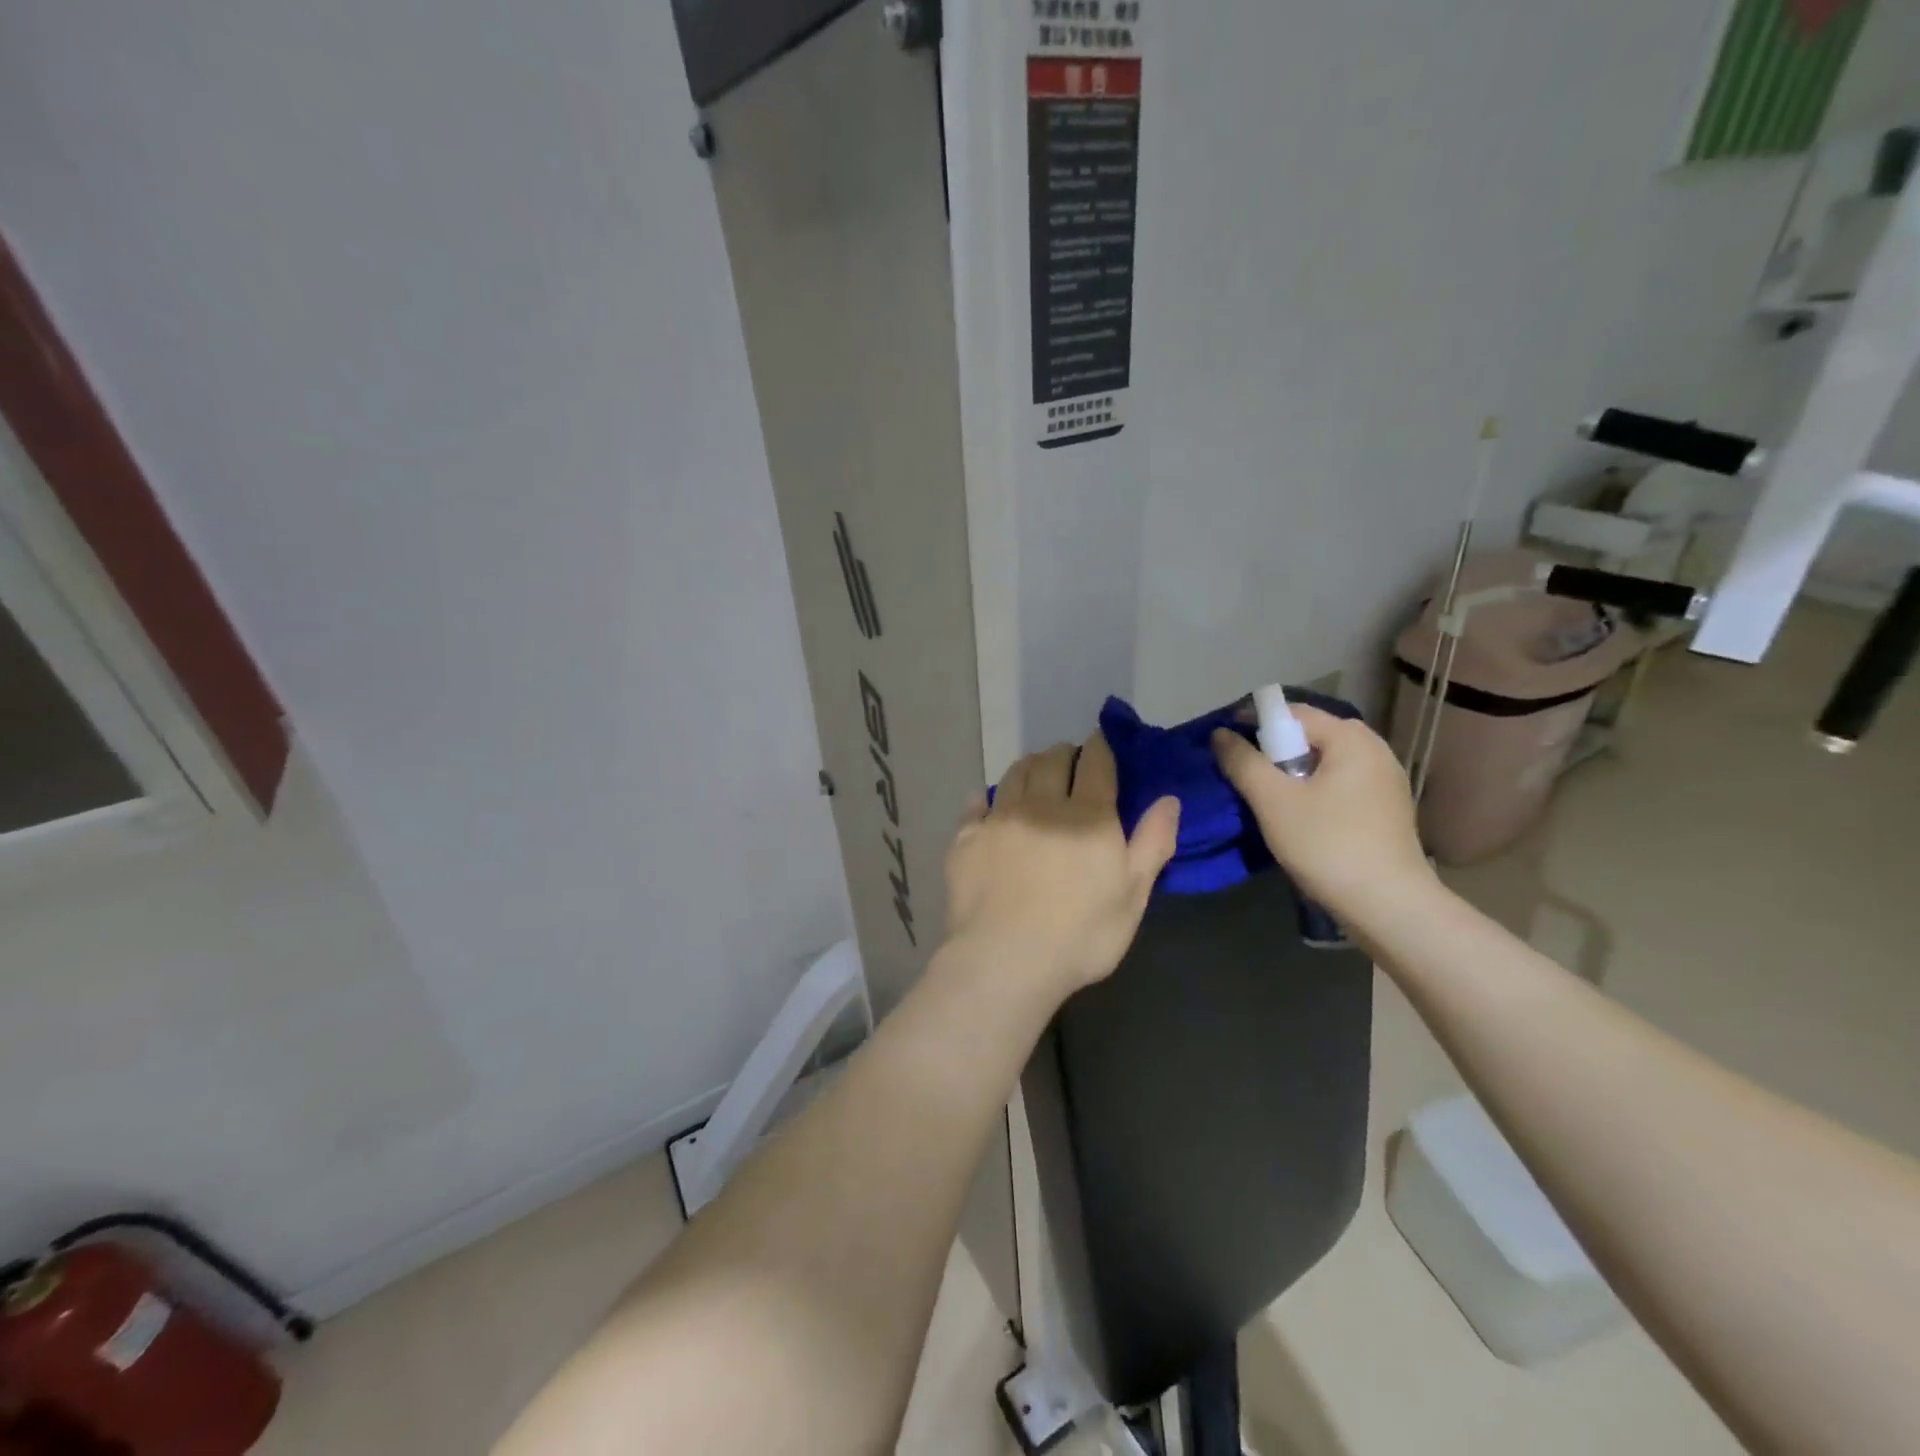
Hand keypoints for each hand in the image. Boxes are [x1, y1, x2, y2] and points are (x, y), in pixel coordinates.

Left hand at [945, 730, 1180, 998]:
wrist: (1005, 960)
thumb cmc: (1081, 936)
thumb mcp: (1133, 896)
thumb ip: (1152, 843)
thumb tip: (1169, 798)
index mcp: (1088, 816)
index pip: (1096, 763)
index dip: (1099, 747)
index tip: (1100, 742)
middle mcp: (1042, 805)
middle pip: (1052, 760)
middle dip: (1064, 753)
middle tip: (1069, 760)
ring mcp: (1000, 818)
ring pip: (1015, 774)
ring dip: (1029, 766)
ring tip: (1034, 772)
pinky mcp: (966, 837)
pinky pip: (976, 804)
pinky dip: (986, 797)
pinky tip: (988, 802)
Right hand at [1211, 706, 1433, 922]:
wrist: (1388, 906)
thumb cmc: (1327, 844)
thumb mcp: (1273, 801)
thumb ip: (1243, 762)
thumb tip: (1220, 734)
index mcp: (1351, 738)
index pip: (1292, 713)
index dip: (1253, 722)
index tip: (1225, 744)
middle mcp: (1374, 749)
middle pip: (1309, 736)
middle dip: (1272, 750)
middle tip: (1243, 775)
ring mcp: (1385, 780)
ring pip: (1324, 762)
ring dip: (1291, 773)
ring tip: (1265, 798)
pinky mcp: (1386, 808)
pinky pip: (1339, 784)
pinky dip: (1313, 790)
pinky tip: (1298, 816)